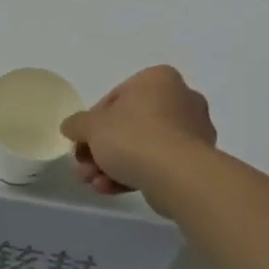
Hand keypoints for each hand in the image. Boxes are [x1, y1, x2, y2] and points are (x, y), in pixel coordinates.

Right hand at [59, 66, 216, 208]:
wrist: (177, 175)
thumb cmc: (132, 137)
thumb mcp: (90, 126)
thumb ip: (76, 124)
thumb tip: (72, 127)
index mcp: (157, 80)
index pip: (114, 99)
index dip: (91, 124)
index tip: (80, 143)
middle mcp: (181, 99)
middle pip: (127, 125)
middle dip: (100, 150)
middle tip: (84, 168)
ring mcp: (192, 131)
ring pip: (141, 147)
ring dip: (112, 165)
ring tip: (95, 184)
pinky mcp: (196, 160)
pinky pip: (157, 163)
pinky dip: (133, 174)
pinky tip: (111, 189)